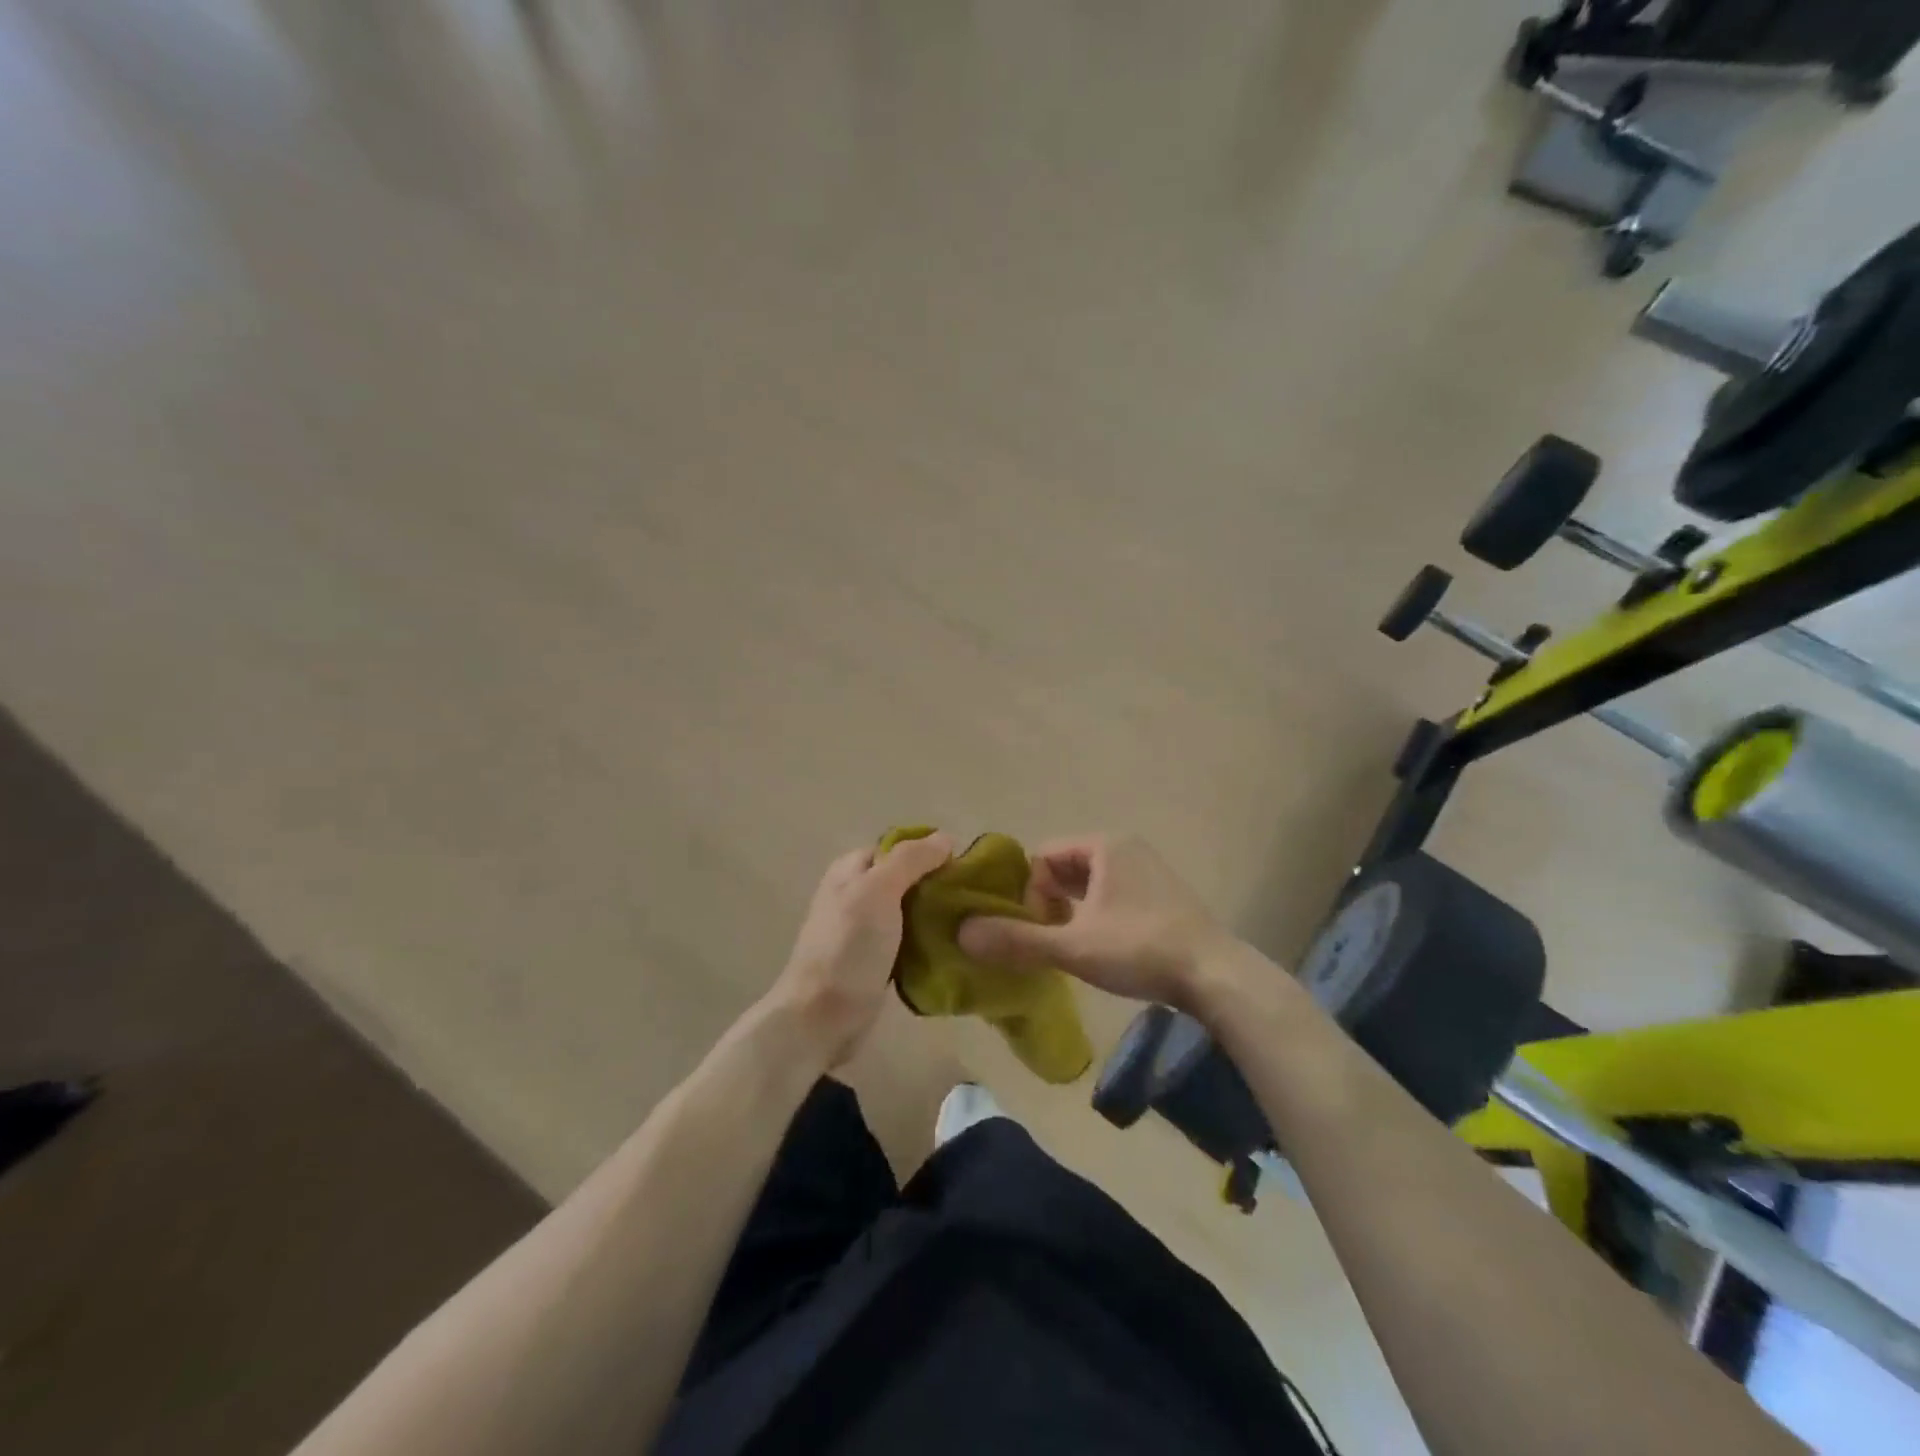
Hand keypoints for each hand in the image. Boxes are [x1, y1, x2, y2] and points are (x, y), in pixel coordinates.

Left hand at [764, 833, 954, 1065]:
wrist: (821, 1019)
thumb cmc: (848, 947)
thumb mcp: (878, 890)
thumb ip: (910, 860)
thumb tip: (945, 837)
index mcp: (851, 870)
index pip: (896, 847)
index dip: (928, 851)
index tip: (964, 865)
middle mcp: (856, 895)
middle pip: (906, 879)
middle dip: (937, 885)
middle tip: (973, 897)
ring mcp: (865, 932)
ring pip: (910, 912)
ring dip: (936, 916)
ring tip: (971, 922)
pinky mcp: (876, 963)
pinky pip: (909, 943)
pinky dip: (929, 943)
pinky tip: (953, 948)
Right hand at [957, 834, 1233, 1009]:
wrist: (1215, 975)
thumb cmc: (1140, 949)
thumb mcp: (1073, 946)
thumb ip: (1017, 939)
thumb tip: (962, 933)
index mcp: (1104, 845)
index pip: (1044, 857)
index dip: (1030, 894)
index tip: (1037, 930)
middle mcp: (1126, 848)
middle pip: (1066, 869)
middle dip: (1050, 903)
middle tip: (1051, 940)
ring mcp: (1148, 871)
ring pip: (1090, 885)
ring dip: (1072, 912)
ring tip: (1072, 947)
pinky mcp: (1162, 896)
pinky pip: (1113, 896)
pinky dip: (1097, 916)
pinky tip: (1102, 949)